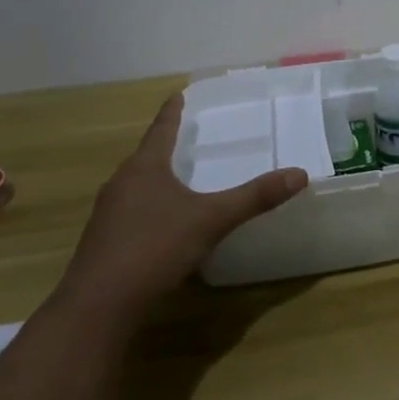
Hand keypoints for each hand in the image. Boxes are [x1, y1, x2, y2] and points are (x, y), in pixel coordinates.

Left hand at [56, 93, 306, 322]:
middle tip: (186, 135)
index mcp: (144, 168)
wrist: (98, 306)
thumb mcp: (212, 220)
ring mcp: (108, 215)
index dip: (172, 112)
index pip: (161, 129)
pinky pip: (131, 212)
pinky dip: (150, 207)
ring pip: (136, 185)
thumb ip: (254, 197)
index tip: (178, 94)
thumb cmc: (154, 248)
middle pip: (145, 156)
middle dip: (165, 145)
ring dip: (156, 178)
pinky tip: (164, 223)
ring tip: (178, 176)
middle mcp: (121, 184)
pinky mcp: (104, 242)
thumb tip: (299, 174)